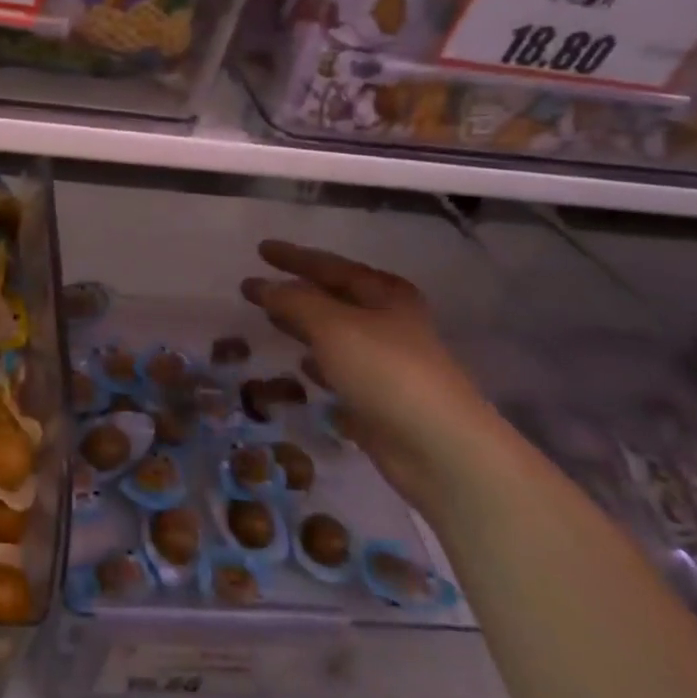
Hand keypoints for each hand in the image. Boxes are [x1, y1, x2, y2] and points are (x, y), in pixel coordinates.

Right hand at [242, 241, 520, 511]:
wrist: (438, 447)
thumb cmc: (386, 371)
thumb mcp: (332, 326)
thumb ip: (293, 301)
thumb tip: (258, 285)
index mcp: (385, 295)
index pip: (331, 266)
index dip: (294, 257)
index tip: (260, 249)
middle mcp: (388, 323)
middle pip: (335, 298)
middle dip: (297, 290)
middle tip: (258, 286)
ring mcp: (386, 363)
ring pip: (335, 334)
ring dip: (304, 326)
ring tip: (270, 319)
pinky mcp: (379, 398)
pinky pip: (340, 371)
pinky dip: (319, 364)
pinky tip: (301, 367)